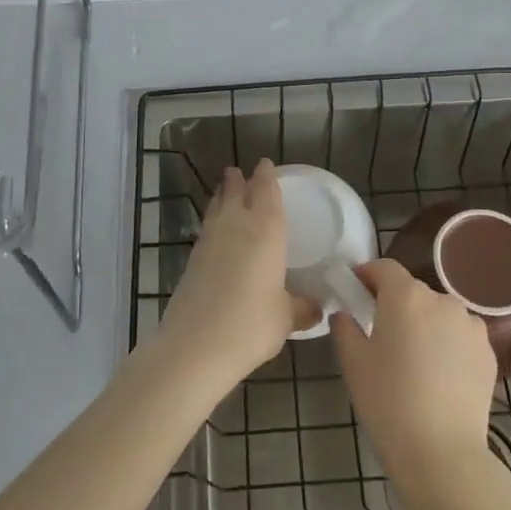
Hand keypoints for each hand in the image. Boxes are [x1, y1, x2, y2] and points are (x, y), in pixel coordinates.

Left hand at [158, 161, 320, 385]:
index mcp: (266, 230)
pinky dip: (213, 221)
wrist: (196, 345)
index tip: (265, 164)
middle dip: (239, 180)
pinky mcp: (192, 260)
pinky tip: (215, 231)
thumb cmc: (251, 324)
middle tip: (239, 170)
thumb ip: (302, 308)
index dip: (266, 177)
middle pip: (236, 193)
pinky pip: (207, 228)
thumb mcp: (285, 317)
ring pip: (217, 208)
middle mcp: (236, 226)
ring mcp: (210, 241)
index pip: (266, 192)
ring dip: (221, 196)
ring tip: (224, 189)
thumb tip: (318, 309)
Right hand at [332, 260, 498, 495]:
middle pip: (412, 291)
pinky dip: (447, 344)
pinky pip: (459, 336)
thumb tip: (345, 313)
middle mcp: (442, 301)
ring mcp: (470, 326)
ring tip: (413, 359)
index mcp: (406, 296)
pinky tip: (438, 376)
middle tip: (380, 335)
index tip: (355, 291)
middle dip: (395, 305)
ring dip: (424, 324)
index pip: (384, 268)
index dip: (367, 275)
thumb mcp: (353, 362)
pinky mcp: (488, 352)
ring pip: (438, 314)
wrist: (442, 454)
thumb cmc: (388, 402)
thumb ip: (345, 327)